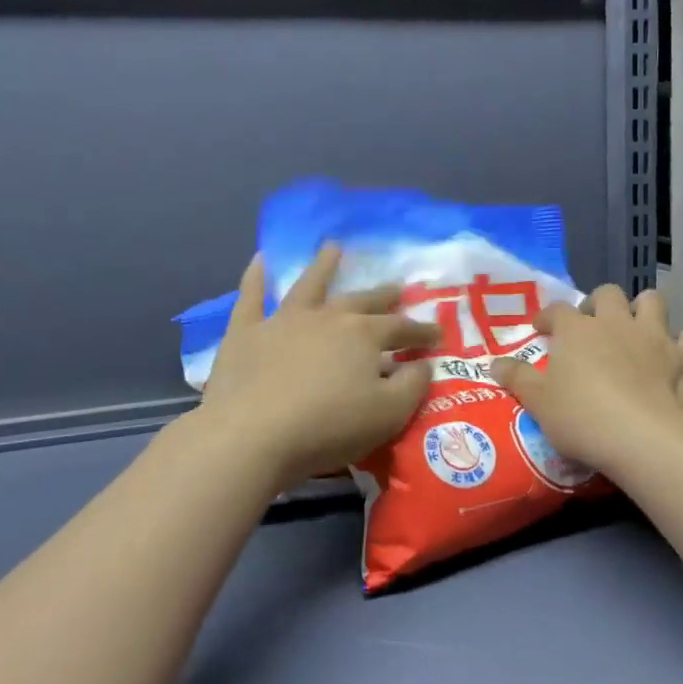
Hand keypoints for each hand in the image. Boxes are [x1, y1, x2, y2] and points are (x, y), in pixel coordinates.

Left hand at [199, 245, 437, 486]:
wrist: (253, 435)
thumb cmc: (329, 427)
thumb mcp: (389, 414)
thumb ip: (413, 385)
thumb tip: (424, 364)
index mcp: (364, 335)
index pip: (402, 329)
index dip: (422, 332)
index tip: (437, 336)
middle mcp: (327, 318)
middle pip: (362, 302)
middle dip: (383, 296)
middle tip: (398, 288)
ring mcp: (283, 321)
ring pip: (309, 286)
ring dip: (323, 267)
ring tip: (333, 248)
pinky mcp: (245, 333)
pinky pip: (251, 297)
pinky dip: (255, 277)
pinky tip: (260, 259)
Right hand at [490, 285, 682, 478]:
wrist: (644, 438)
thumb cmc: (582, 418)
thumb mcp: (539, 402)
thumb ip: (518, 379)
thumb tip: (495, 362)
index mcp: (578, 330)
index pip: (558, 310)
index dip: (548, 316)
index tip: (542, 328)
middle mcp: (617, 323)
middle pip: (608, 294)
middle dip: (598, 303)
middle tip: (591, 324)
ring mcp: (655, 338)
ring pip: (652, 302)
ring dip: (642, 309)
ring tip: (634, 328)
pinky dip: (679, 344)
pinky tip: (673, 355)